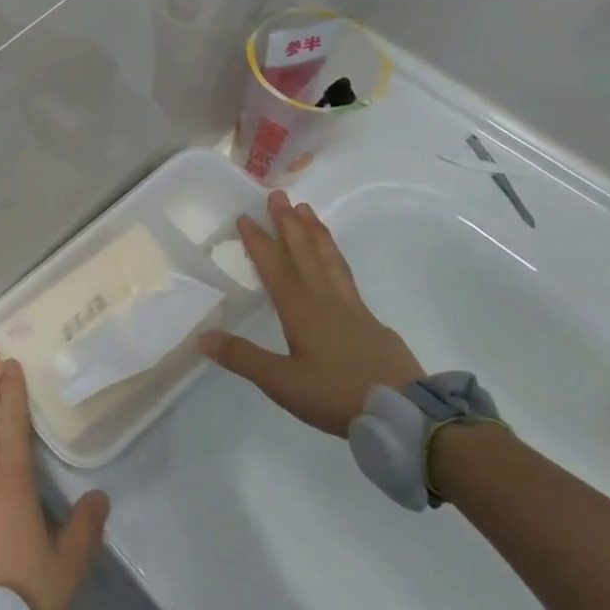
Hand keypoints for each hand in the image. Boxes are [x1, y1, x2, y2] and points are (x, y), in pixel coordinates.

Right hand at [198, 190, 422, 436]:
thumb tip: (202, 336)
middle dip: (289, 223)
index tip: (245, 215)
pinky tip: (336, 264)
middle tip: (279, 195)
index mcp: (301, 310)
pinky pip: (347, 278)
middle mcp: (326, 301)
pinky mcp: (373, 325)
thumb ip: (242, 357)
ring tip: (308, 211)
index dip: (259, 241)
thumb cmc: (337, 395)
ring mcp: (353, 310)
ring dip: (315, 233)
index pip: (275, 267)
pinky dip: (336, 260)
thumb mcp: (282, 382)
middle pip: (305, 254)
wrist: (406, 415)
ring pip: (330, 261)